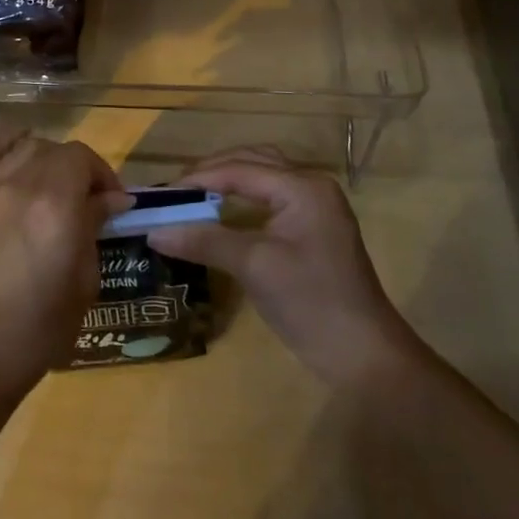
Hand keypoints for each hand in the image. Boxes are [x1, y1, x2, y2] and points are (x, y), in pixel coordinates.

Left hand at [0, 135, 130, 404]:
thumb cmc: (40, 327)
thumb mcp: (84, 280)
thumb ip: (94, 227)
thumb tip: (110, 199)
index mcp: (56, 206)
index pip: (82, 159)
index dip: (102, 174)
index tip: (112, 201)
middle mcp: (19, 185)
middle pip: (53, 150)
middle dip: (76, 168)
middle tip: (83, 197)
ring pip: (20, 147)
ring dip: (43, 158)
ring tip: (48, 183)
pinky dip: (3, 150)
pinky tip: (12, 163)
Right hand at [146, 147, 419, 388]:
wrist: (365, 356)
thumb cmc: (311, 302)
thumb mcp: (253, 266)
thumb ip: (203, 240)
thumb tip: (153, 231)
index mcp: (302, 187)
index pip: (239, 169)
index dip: (197, 179)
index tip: (160, 194)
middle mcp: (311, 186)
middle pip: (252, 162)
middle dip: (211, 171)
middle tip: (174, 190)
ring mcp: (315, 207)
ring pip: (262, 177)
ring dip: (227, 180)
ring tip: (192, 195)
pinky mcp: (313, 229)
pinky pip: (270, 198)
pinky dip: (242, 199)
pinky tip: (220, 212)